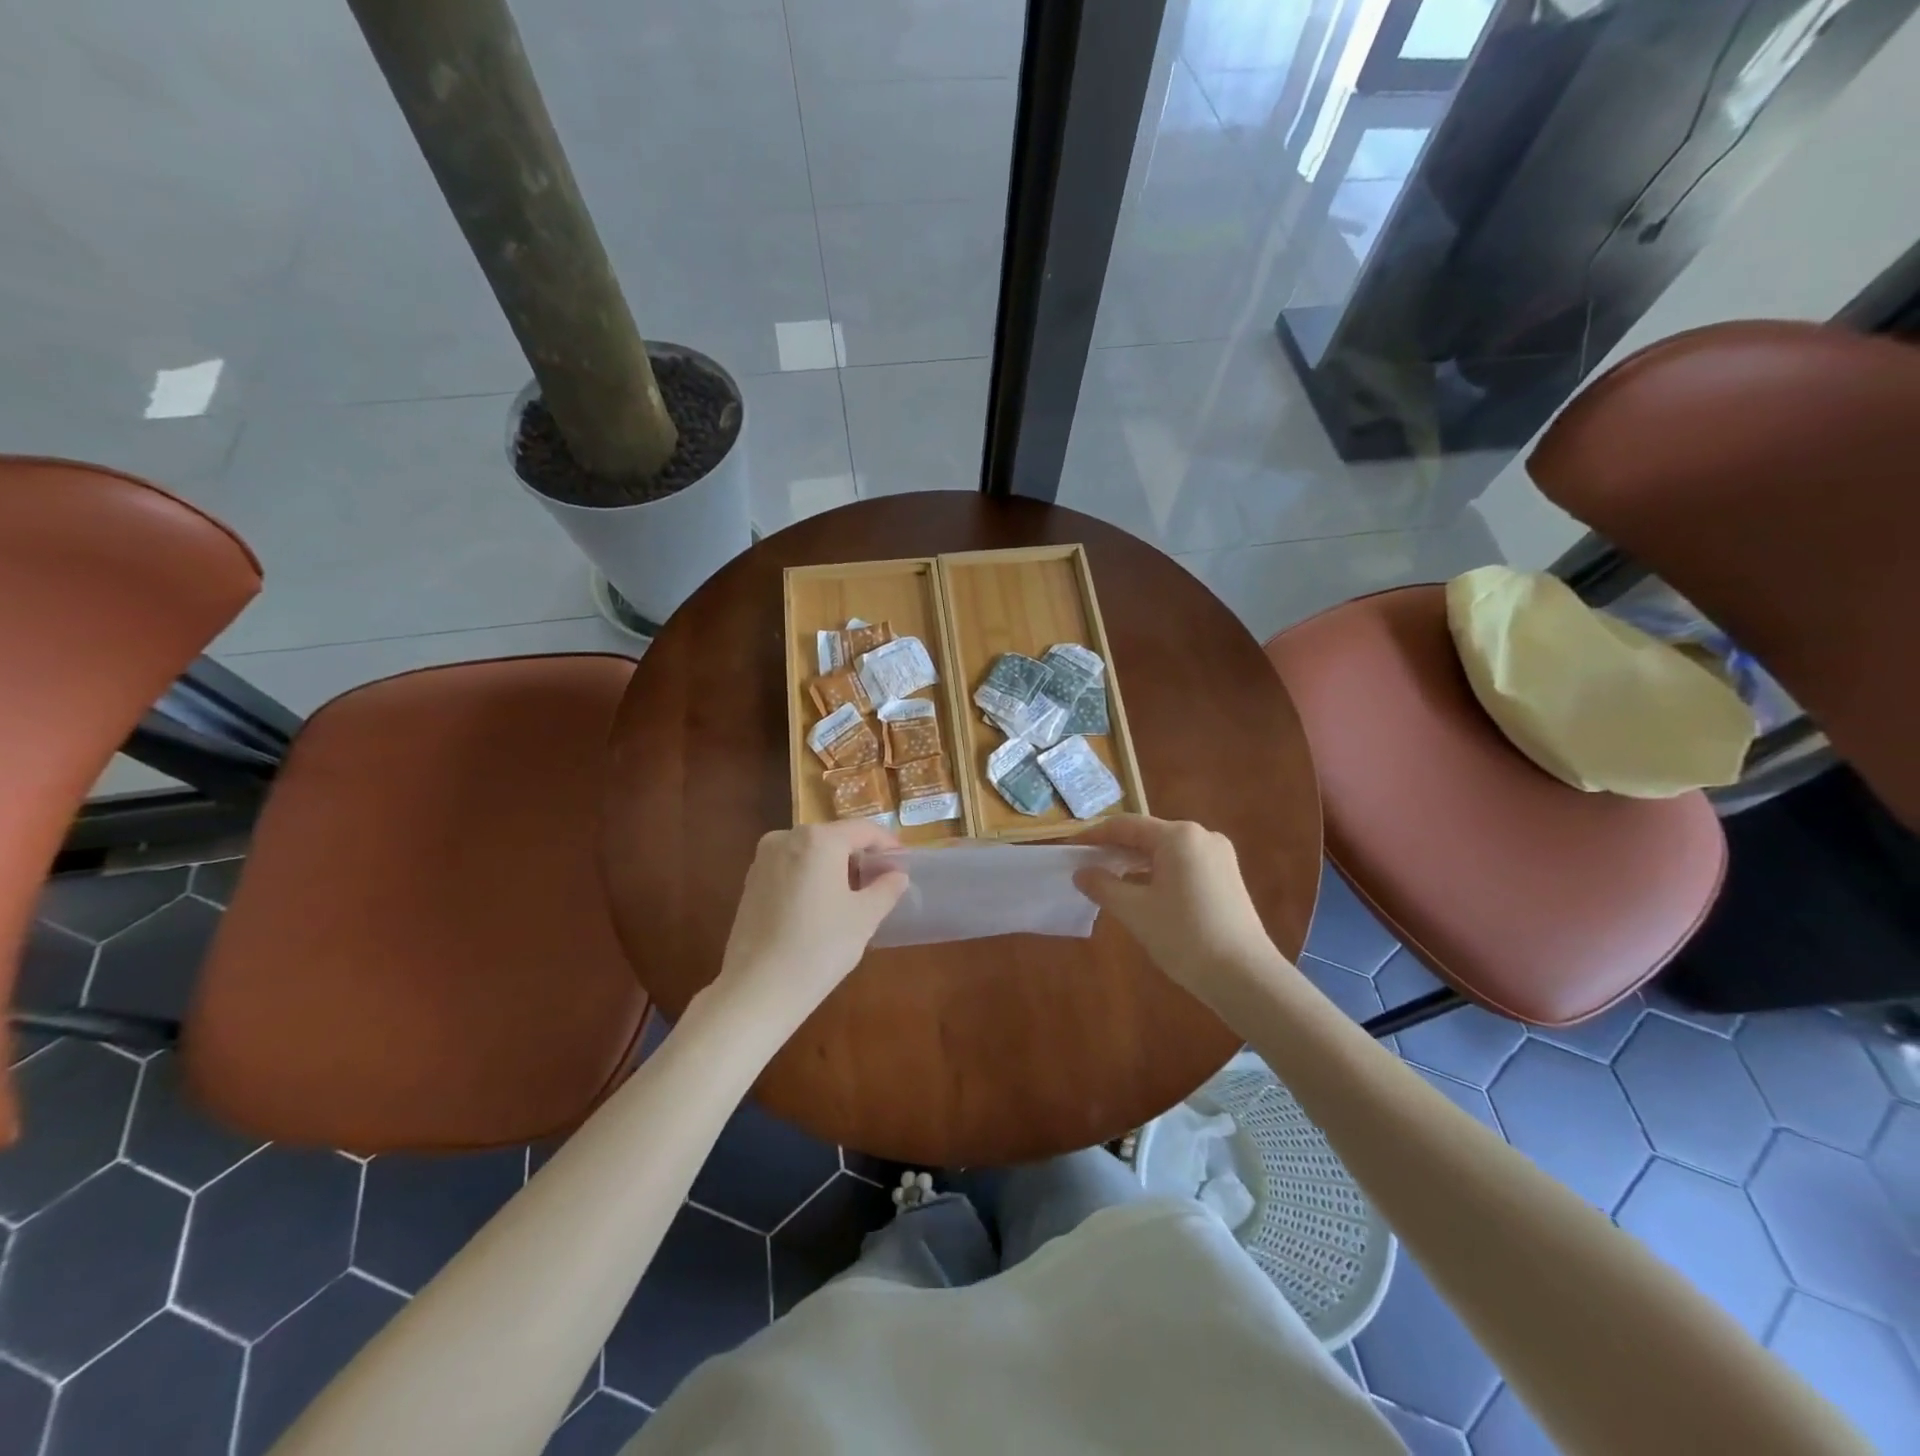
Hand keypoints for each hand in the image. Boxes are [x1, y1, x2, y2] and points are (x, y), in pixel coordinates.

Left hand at [711, 821, 908, 1033]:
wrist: (757, 989)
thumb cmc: (819, 947)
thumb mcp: (865, 917)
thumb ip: (886, 888)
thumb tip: (897, 874)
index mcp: (819, 839)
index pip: (863, 830)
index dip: (887, 844)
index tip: (903, 863)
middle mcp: (787, 838)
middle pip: (834, 838)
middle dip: (860, 856)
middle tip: (882, 882)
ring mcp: (763, 860)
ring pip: (811, 853)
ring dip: (834, 868)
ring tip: (854, 897)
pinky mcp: (750, 883)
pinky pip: (791, 869)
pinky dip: (811, 879)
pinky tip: (821, 908)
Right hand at [1075, 816, 1287, 1006]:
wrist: (1245, 977)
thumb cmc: (1184, 937)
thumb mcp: (1135, 911)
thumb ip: (1103, 886)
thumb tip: (1081, 872)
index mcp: (1178, 836)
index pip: (1125, 825)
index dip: (1094, 836)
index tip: (1070, 848)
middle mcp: (1201, 836)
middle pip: (1147, 835)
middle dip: (1115, 849)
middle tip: (1086, 866)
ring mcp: (1219, 856)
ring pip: (1166, 851)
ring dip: (1136, 862)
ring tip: (1109, 880)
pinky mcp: (1227, 877)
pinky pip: (1183, 865)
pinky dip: (1158, 873)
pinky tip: (1143, 892)